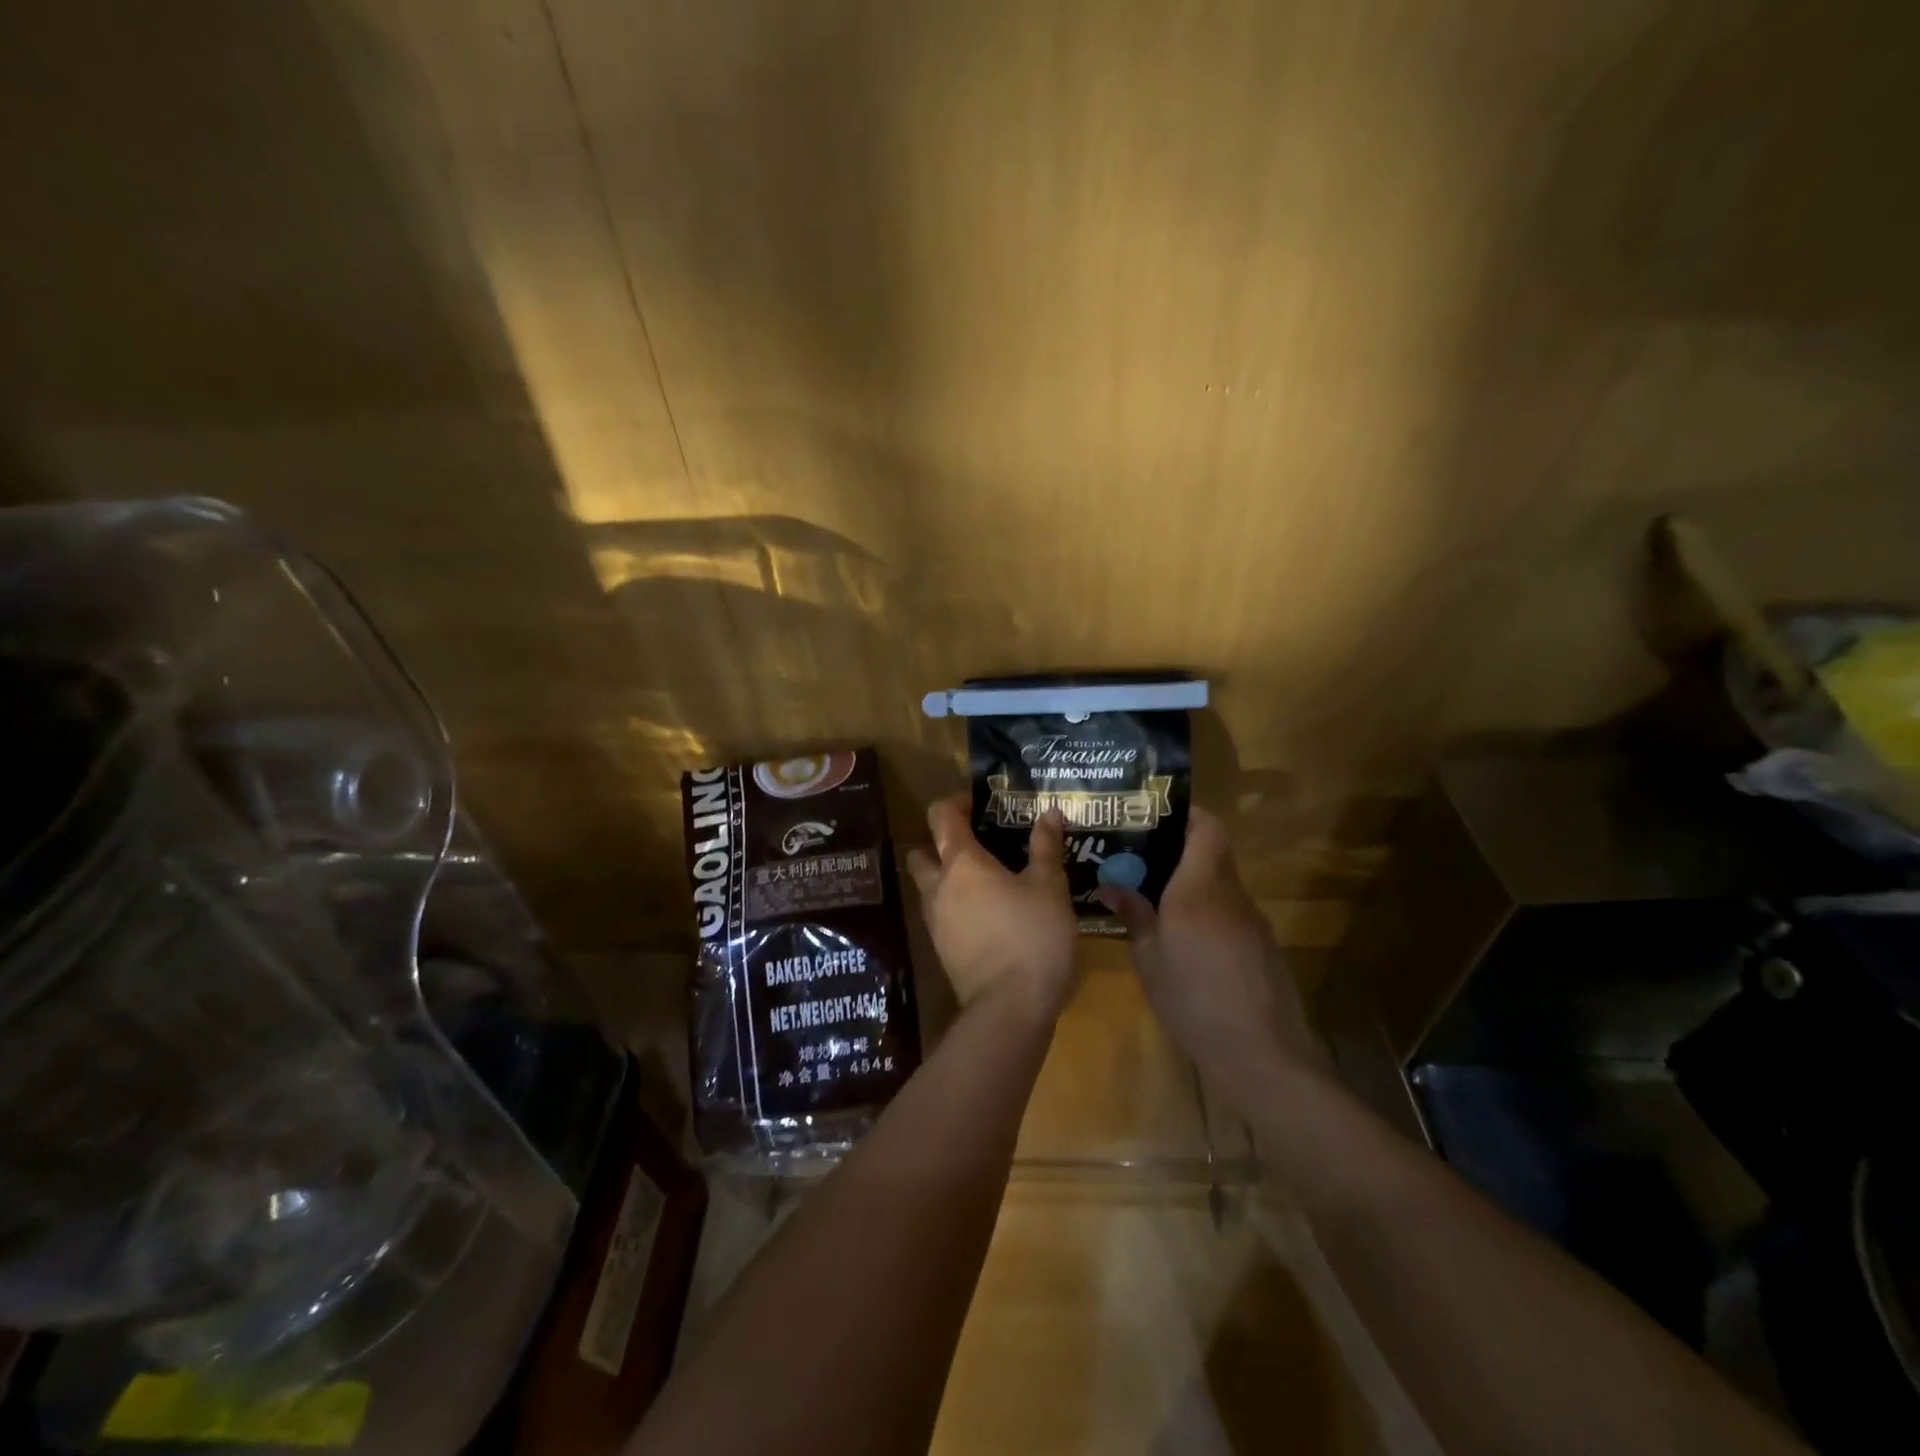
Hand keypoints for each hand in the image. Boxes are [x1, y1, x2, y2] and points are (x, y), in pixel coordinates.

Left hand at [905, 796, 1078, 1022]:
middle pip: (923, 852)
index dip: (957, 802)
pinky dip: (956, 907)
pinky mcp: (942, 950)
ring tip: (987, 881)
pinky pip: (941, 915)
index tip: (981, 803)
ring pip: (929, 887)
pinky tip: (988, 915)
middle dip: (941, 843)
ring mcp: (935, 922)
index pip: (941, 816)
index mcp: (961, 862)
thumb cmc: (1032, 936)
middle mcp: (938, 887)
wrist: (1010, 1008)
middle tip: (978, 844)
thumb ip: (1046, 847)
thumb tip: (1049, 813)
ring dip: (947, 877)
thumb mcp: (1049, 887)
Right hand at [1097, 806, 1328, 1106]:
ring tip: (1159, 902)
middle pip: (1214, 853)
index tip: (1156, 821)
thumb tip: (1111, 886)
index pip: (1208, 827)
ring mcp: (1253, 920)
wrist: (1260, 1053)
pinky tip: (1190, 943)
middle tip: (1143, 862)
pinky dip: (1210, 915)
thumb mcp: (1149, 958)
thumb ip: (1134, 915)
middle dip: (1181, 852)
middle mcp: (1231, 894)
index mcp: (1200, 887)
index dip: (1187, 815)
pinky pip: (1232, 914)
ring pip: (1222, 885)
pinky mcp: (1264, 946)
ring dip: (1195, 886)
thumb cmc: (1192, 998)